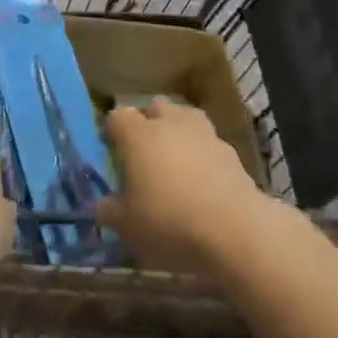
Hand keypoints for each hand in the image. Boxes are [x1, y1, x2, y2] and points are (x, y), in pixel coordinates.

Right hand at [97, 99, 272, 274]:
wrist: (234, 228)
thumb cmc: (168, 220)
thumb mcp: (126, 225)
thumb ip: (109, 210)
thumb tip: (103, 204)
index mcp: (138, 134)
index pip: (117, 117)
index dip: (112, 131)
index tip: (110, 150)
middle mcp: (169, 123)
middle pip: (154, 109)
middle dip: (147, 124)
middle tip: (143, 152)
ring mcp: (203, 133)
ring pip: (184, 120)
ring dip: (177, 133)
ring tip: (175, 161)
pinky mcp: (230, 151)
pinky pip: (208, 144)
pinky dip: (201, 155)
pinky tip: (201, 179)